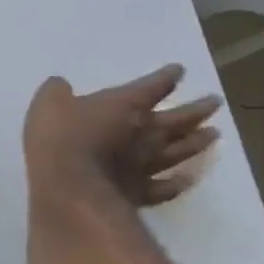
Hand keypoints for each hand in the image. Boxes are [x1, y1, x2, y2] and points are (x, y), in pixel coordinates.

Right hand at [23, 63, 220, 208]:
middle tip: (215, 102)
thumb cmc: (59, 139)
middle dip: (198, 108)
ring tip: (214, 134)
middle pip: (179, 118)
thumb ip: (57, 92)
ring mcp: (146, 164)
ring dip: (198, 142)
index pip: (153, 86)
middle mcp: (145, 132)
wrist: (68, 187)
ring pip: (180, 150)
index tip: (179, 71)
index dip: (166, 77)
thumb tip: (61, 85)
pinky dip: (180, 183)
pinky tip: (189, 179)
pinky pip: (167, 187)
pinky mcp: (141, 193)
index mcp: (125, 105)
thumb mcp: (48, 104)